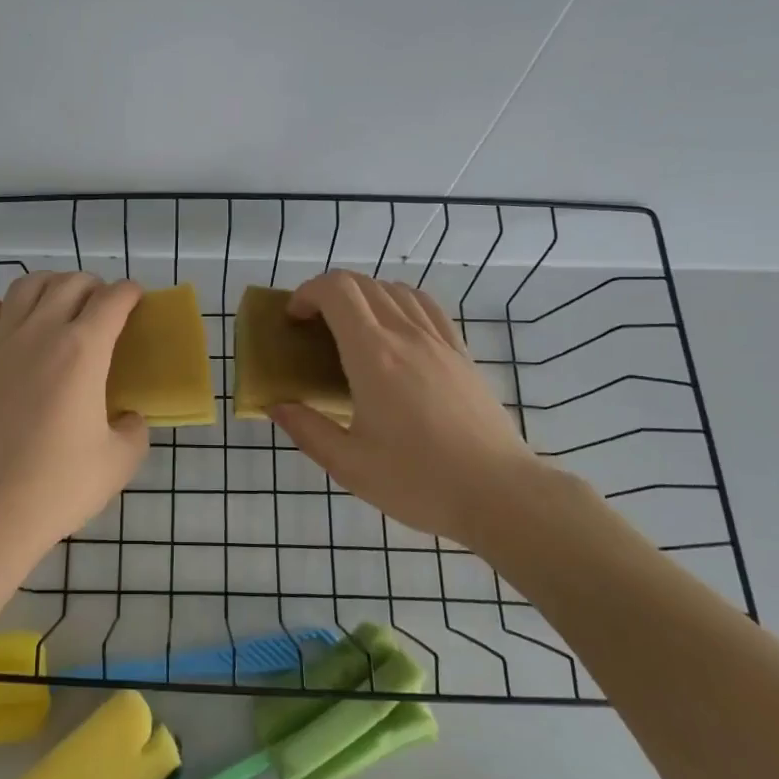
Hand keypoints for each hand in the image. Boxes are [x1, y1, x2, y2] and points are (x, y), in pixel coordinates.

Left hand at [0, 273, 148, 567]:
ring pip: (24, 287)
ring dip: (48, 284)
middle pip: (69, 284)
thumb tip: (127, 418)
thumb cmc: (59, 485)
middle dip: (93, 285)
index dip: (129, 292)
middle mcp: (41, 334)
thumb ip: (134, 430)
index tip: (136, 299)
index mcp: (83, 351)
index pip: (112, 300)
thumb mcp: (119, 462)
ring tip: (58, 301)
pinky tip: (2, 318)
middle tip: (103, 306)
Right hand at [268, 271, 542, 543]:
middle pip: (363, 284)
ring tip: (350, 329)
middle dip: (327, 293)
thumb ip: (307, 431)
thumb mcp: (349, 465)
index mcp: (373, 355)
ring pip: (395, 289)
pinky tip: (395, 330)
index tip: (293, 319)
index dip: (307, 292)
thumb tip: (277, 406)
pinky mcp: (461, 354)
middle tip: (313, 327)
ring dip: (363, 295)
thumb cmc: (419, 481)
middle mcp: (406, 335)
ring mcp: (439, 341)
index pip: (337, 290)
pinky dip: (399, 302)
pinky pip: (426, 306)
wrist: (500, 494)